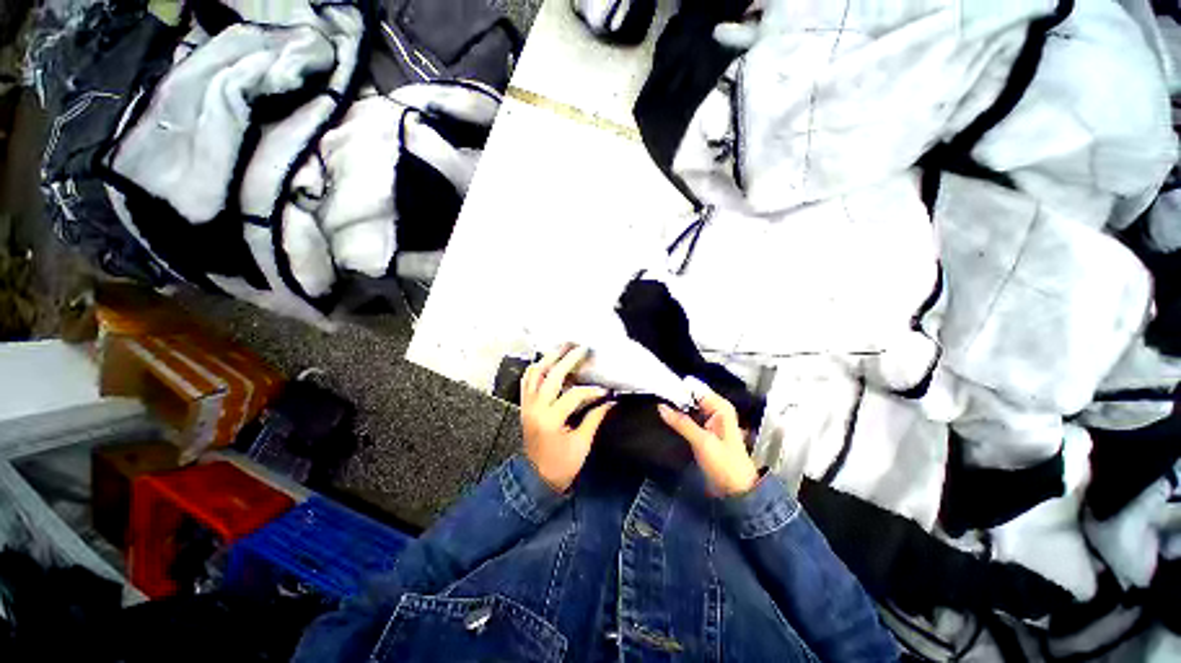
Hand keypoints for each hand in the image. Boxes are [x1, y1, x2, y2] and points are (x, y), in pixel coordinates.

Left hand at [521, 344, 613, 492]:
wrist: (535, 479)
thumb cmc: (561, 466)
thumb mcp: (581, 444)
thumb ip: (595, 418)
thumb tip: (610, 400)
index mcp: (551, 419)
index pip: (573, 395)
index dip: (592, 391)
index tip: (606, 390)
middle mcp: (535, 408)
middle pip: (551, 375)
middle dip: (568, 359)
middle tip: (581, 347)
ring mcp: (527, 405)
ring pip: (535, 373)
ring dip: (549, 358)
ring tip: (563, 347)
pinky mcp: (524, 405)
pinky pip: (526, 380)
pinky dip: (535, 368)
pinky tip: (546, 361)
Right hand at [658, 384, 758, 496]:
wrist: (736, 490)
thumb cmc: (725, 465)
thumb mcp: (703, 442)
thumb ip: (681, 423)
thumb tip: (661, 406)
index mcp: (721, 407)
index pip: (695, 388)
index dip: (678, 388)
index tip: (660, 389)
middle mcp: (715, 409)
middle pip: (691, 396)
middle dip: (675, 397)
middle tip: (655, 397)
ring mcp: (709, 419)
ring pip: (688, 406)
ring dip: (675, 407)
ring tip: (657, 406)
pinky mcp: (703, 429)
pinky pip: (688, 416)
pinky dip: (678, 416)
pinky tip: (666, 416)